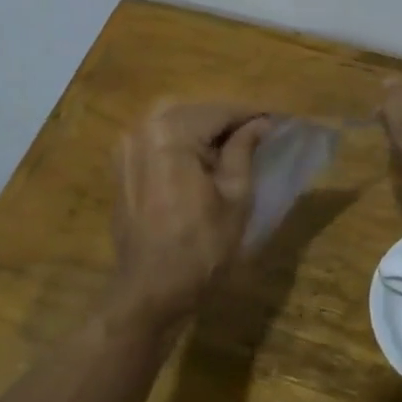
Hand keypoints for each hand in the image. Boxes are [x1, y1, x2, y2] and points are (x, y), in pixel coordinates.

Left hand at [110, 102, 269, 326]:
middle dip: (227, 119)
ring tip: (236, 146)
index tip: (279, 120)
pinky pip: (157, 140)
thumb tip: (260, 124)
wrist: (149, 290)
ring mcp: (127, 147)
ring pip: (174, 123)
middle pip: (195, 112)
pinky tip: (203, 159)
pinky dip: (182, 143)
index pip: (219, 111)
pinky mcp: (122, 166)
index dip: (252, 114)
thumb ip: (244, 151)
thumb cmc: (200, 248)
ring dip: (205, 130)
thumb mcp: (235, 197)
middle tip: (259, 133)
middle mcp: (143, 129)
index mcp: (170, 133)